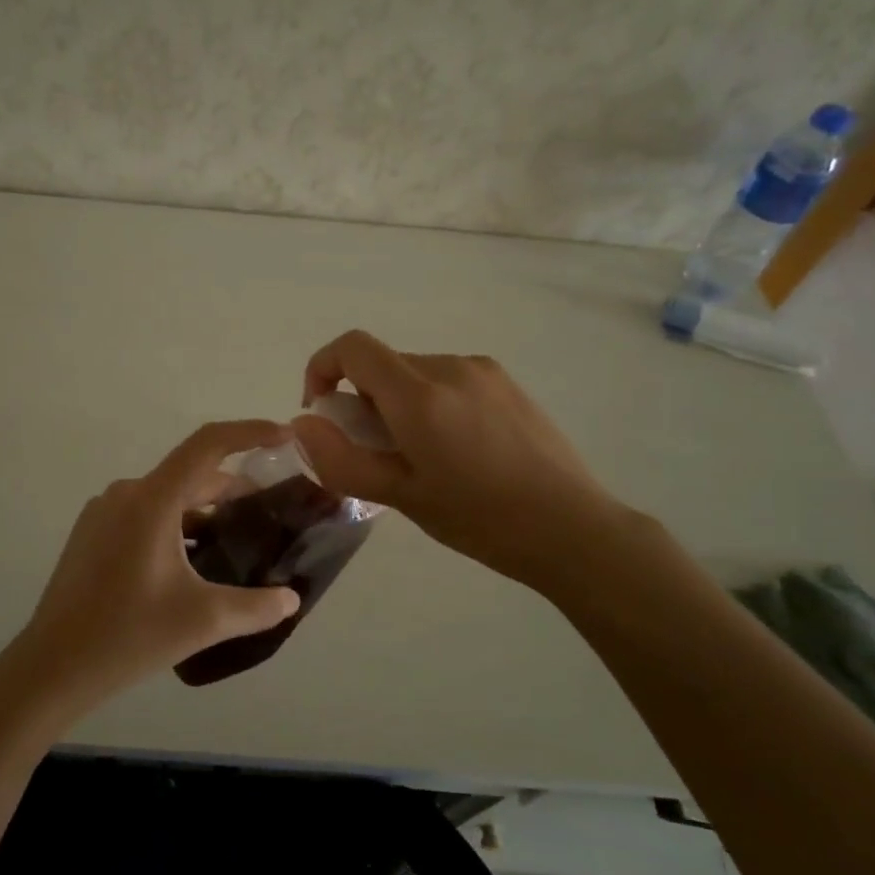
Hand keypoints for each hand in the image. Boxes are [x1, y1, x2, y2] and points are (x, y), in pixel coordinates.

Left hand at [9, 420, 302, 712]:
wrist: (51, 667)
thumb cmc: (128, 635)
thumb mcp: (202, 621)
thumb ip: (256, 607)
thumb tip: (291, 599)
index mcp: (152, 500)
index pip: (208, 445)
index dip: (250, 433)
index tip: (285, 437)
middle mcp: (127, 493)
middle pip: (191, 474)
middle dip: (234, 488)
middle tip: (270, 511)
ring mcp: (104, 512)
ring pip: (168, 497)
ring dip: (205, 510)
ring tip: (238, 539)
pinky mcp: (93, 533)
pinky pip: (146, 514)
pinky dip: (178, 524)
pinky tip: (195, 560)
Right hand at [291, 330, 625, 589]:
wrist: (572, 527)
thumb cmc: (480, 518)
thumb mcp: (400, 497)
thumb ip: (341, 459)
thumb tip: (303, 425)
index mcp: (420, 394)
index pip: (353, 347)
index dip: (323, 368)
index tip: (323, 412)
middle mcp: (450, 367)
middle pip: (384, 364)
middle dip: (363, 400)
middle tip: (377, 453)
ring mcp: (484, 371)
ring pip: (416, 373)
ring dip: (399, 403)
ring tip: (423, 458)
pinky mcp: (507, 383)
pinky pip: (449, 380)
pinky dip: (432, 403)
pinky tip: (459, 451)